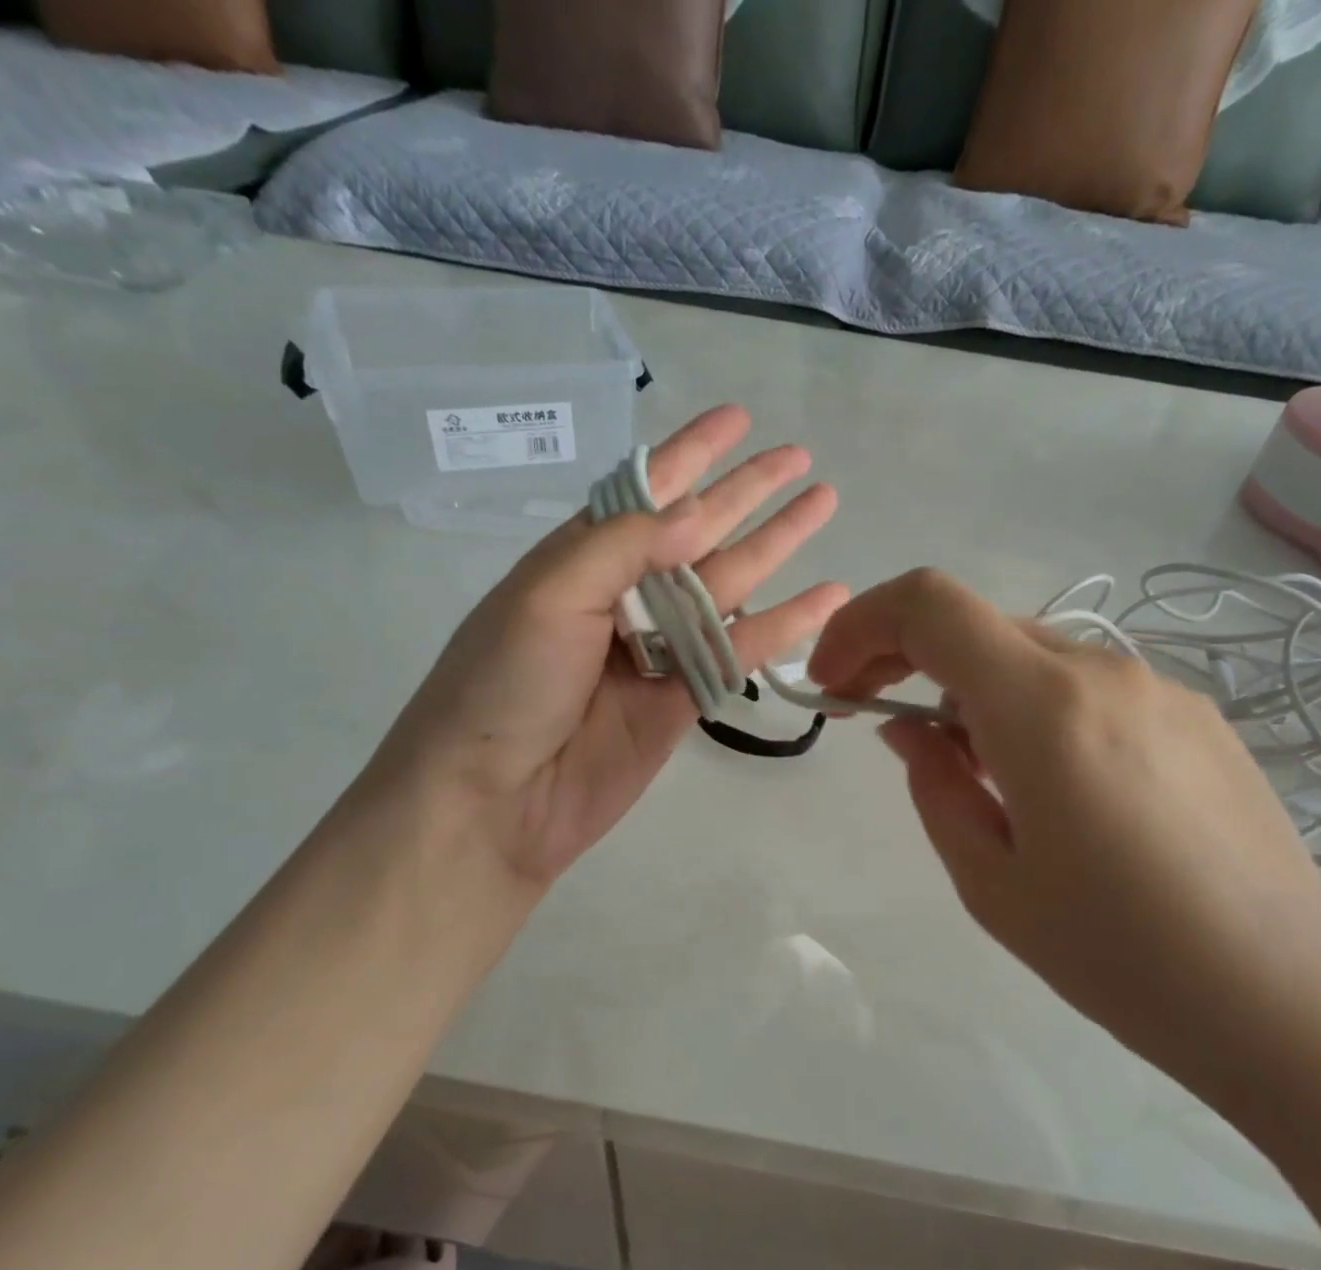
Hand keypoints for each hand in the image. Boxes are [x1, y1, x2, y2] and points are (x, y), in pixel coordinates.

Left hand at [370, 406, 846, 885]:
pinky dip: (784, 624)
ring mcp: (658, 649)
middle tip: (800, 458)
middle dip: (747, 492)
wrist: (493, 802)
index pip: (646, 490)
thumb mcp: (547, 595)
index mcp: (581, 557)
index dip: (692, 452)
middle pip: (699, 530)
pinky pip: (741, 650)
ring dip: (776, 545)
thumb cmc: (502, 686)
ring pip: (730, 584)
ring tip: (823, 505)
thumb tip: (698, 512)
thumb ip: (624, 545)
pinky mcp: (684, 699)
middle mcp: (624, 594)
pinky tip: (827, 595)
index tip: (738, 418)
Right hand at [807, 569, 1320, 1113]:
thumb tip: (911, 729)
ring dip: (973, 689)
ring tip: (970, 771)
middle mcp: (1105, 671)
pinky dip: (1035, 708)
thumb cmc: (1120, 957)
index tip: (834, 684)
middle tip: (875, 720)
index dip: (861, 625)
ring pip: (1033, 655)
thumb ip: (934, 786)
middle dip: (906, 656)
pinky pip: (1088, 687)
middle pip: (978, 624)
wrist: (1291, 1008)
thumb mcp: (990, 881)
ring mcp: (1162, 690)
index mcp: (1044, 706)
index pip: (929, 605)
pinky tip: (1052, 786)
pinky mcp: (1198, 719)